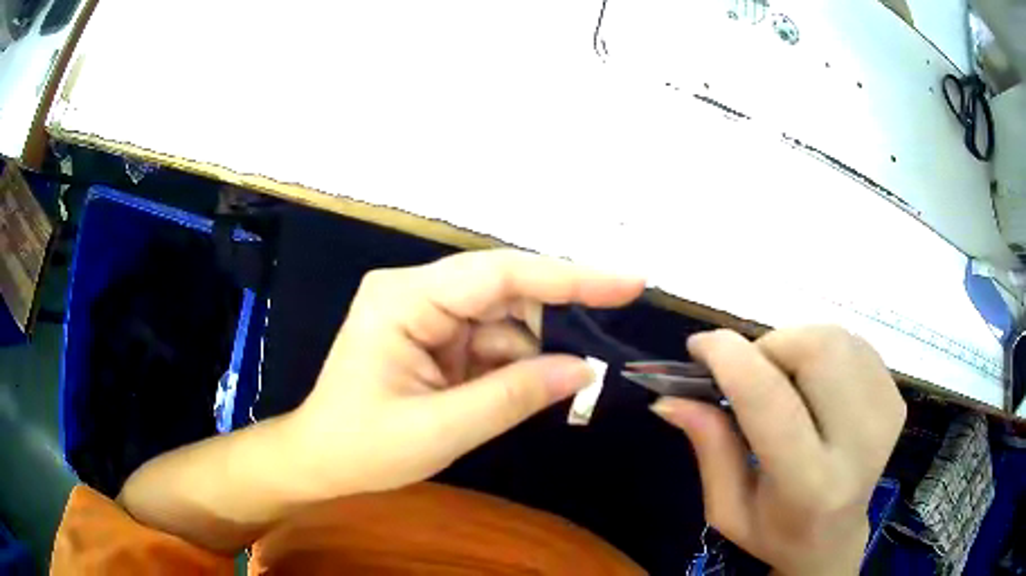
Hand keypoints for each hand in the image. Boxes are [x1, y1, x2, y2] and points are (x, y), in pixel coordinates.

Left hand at [289, 249, 643, 496]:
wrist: (320, 461)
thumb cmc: (364, 448)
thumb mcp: (441, 430)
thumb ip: (514, 395)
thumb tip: (586, 370)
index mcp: (404, 299)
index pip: (500, 275)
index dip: (570, 277)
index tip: (629, 283)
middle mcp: (414, 291)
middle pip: (504, 292)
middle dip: (550, 327)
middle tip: (594, 360)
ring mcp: (422, 312)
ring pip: (501, 319)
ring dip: (528, 356)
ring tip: (535, 394)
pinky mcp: (430, 334)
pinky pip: (487, 340)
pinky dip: (510, 367)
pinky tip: (509, 394)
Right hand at [651, 327, 905, 575]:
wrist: (836, 538)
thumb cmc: (774, 530)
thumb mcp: (726, 507)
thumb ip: (708, 447)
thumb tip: (669, 396)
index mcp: (809, 485)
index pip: (772, 402)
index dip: (731, 359)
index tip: (699, 346)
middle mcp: (859, 445)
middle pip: (817, 349)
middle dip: (770, 346)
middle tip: (750, 373)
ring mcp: (886, 416)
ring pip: (836, 337)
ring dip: (796, 345)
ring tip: (783, 381)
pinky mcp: (897, 399)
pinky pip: (855, 344)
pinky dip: (824, 350)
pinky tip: (815, 384)